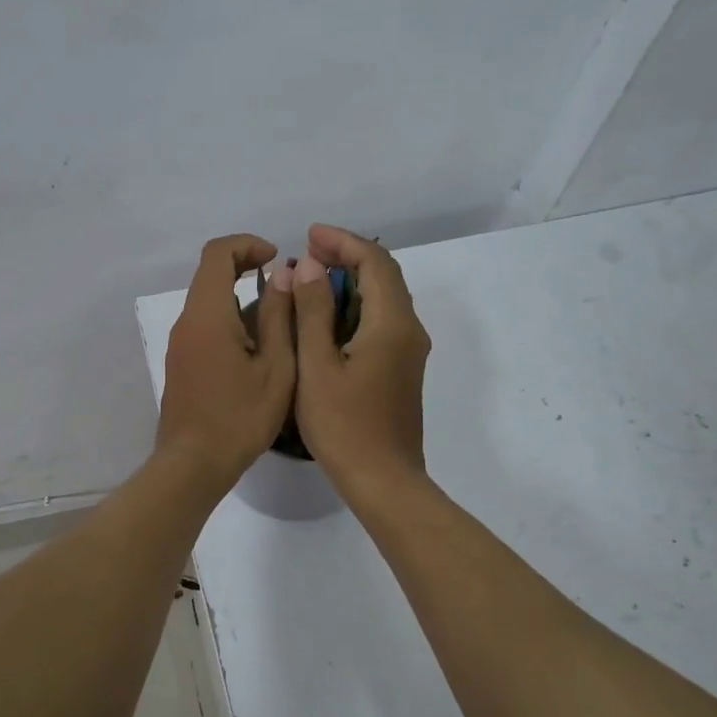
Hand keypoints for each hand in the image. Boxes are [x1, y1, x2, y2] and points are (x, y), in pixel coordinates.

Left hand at [156, 234, 295, 488]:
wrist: (194, 464)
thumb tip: (282, 274)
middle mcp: (186, 322)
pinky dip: (230, 322)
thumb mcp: (275, 367)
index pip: (217, 254)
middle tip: (285, 290)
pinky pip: (204, 327)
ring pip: (208, 303)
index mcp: (207, 315)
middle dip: (247, 270)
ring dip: (240, 300)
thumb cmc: (240, 417)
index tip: (276, 258)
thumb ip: (278, 316)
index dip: (247, 245)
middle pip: (210, 275)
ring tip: (279, 326)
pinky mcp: (180, 363)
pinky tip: (257, 353)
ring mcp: (179, 344)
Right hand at [286, 224, 430, 498]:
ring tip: (312, 279)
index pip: (375, 262)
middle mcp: (409, 331)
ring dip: (351, 282)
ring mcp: (408, 352)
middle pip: (384, 276)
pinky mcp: (401, 370)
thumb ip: (314, 312)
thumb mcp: (317, 366)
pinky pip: (381, 322)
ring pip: (384, 299)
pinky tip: (326, 318)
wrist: (383, 481)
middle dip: (348, 257)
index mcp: (391, 324)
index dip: (343, 242)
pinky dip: (355, 307)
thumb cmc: (344, 425)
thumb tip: (311, 266)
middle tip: (307, 253)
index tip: (308, 235)